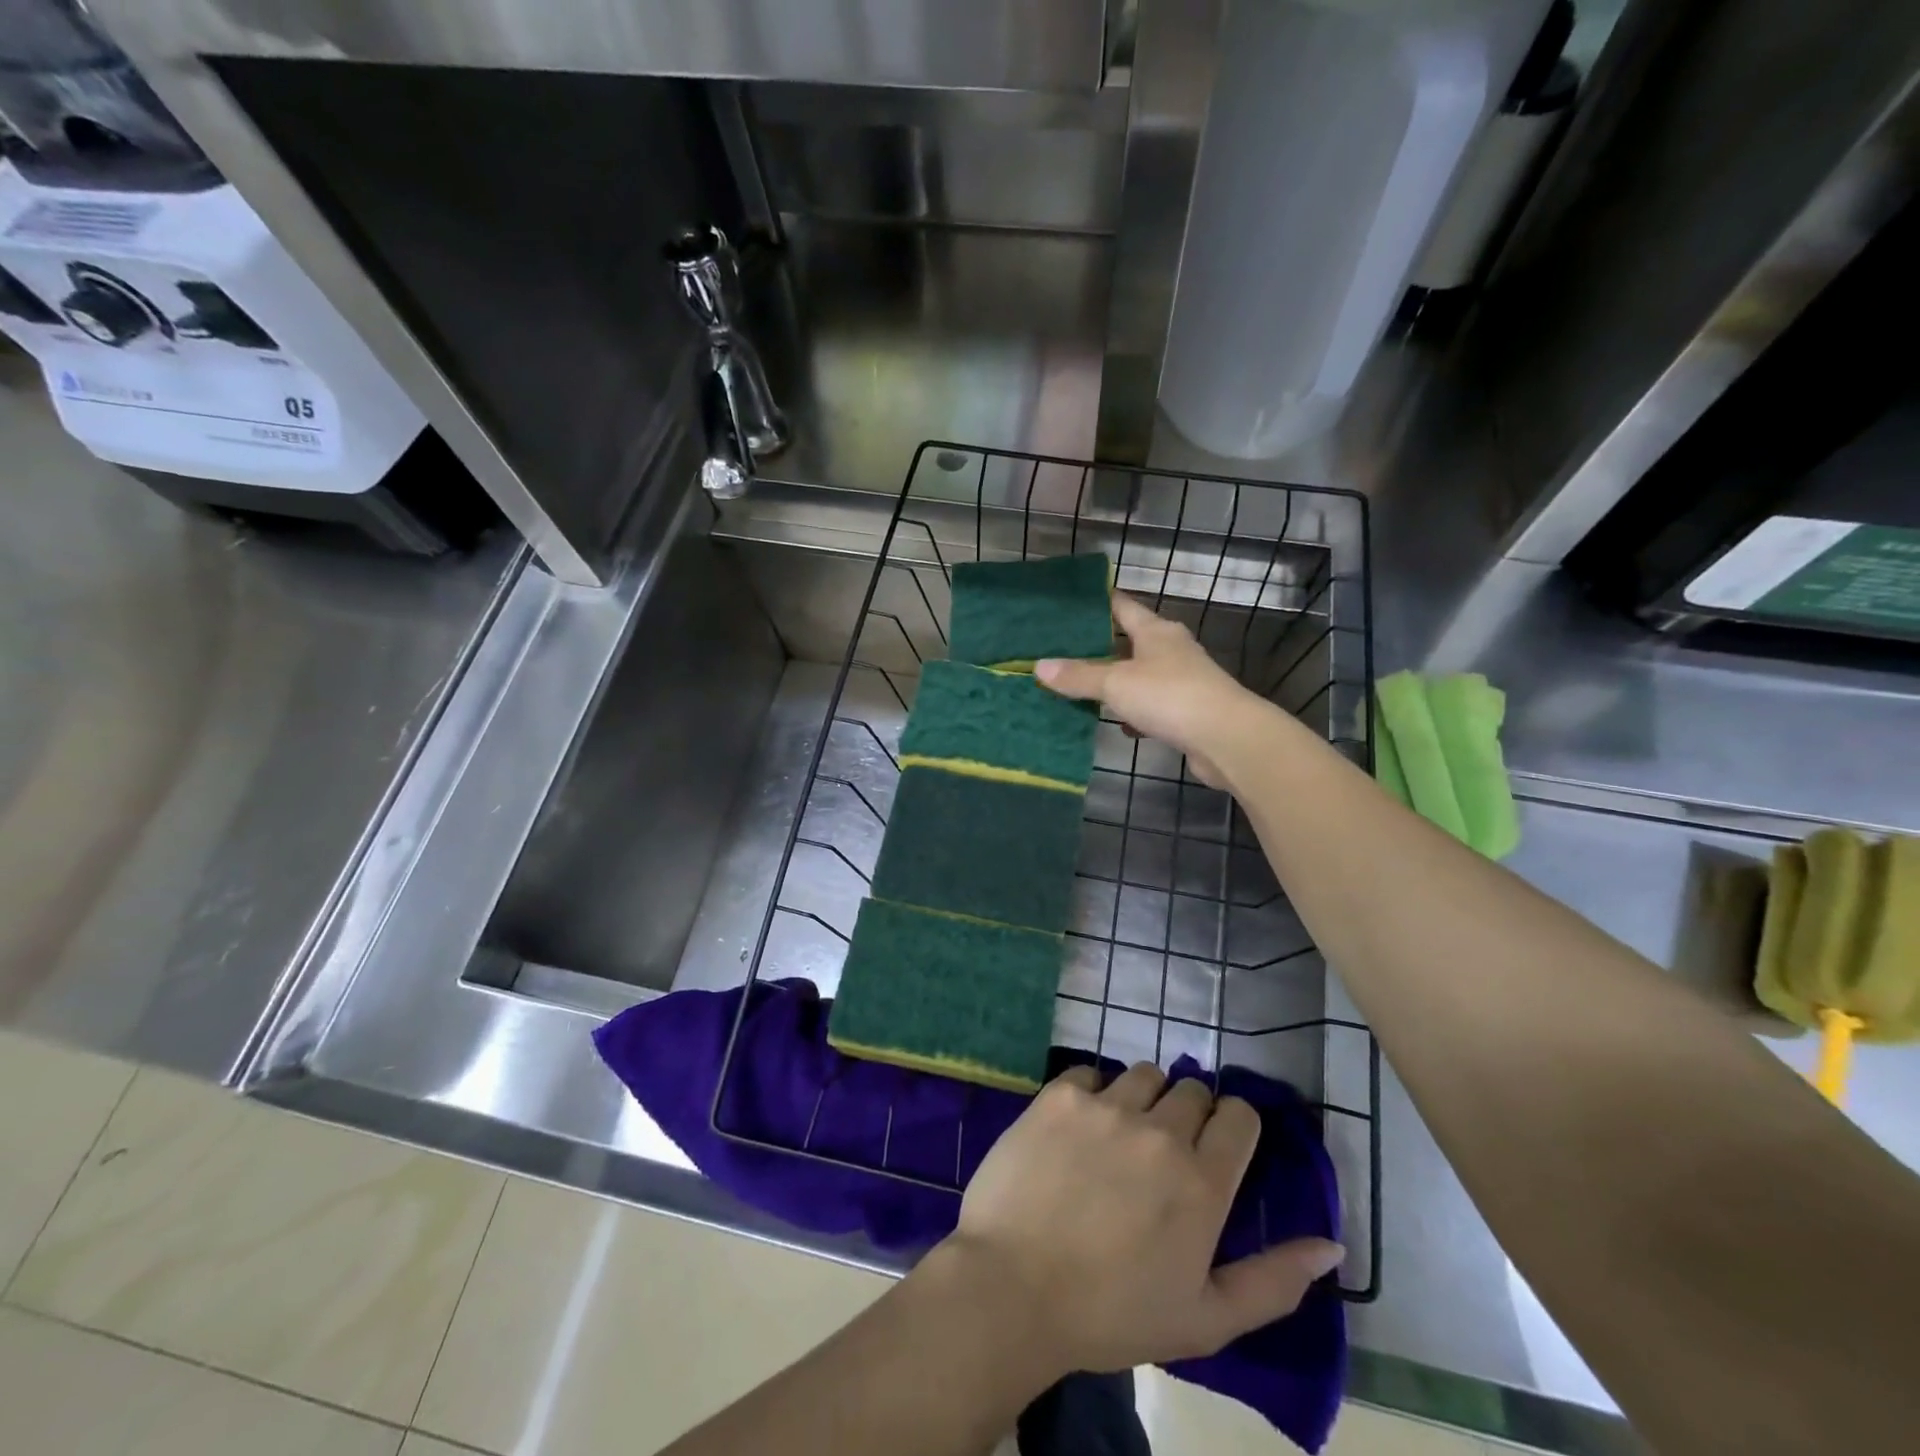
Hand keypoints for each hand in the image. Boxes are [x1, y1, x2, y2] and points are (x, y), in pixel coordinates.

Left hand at [936, 1063, 1343, 1375]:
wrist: (1012, 1288)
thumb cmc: (1112, 1314)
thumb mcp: (1205, 1319)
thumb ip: (1274, 1282)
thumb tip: (1330, 1245)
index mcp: (1201, 1182)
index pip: (1239, 1115)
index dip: (1232, 1127)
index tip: (1215, 1149)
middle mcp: (1159, 1131)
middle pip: (1192, 1090)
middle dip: (1187, 1115)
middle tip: (1161, 1155)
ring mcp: (1106, 1105)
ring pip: (1143, 1074)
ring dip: (1141, 1099)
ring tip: (1119, 1138)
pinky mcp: (1059, 1094)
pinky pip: (1090, 1073)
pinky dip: (1091, 1093)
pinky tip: (1077, 1129)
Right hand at [1035, 594, 1266, 786]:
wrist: (1226, 738)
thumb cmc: (1169, 696)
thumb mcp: (1116, 683)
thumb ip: (1078, 676)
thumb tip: (1039, 667)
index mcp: (1155, 631)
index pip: (1121, 605)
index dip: (1096, 602)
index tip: (1068, 604)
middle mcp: (1170, 649)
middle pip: (1128, 641)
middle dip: (1098, 645)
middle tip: (1060, 649)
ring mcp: (1181, 680)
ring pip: (1139, 675)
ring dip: (1114, 681)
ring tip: (1078, 686)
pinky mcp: (1186, 711)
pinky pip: (1150, 705)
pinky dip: (1132, 711)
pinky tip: (1115, 722)